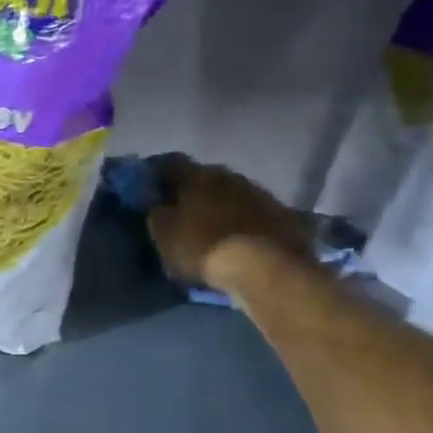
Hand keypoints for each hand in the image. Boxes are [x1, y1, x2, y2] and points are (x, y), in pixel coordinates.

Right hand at [147, 154, 314, 294]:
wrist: (266, 270)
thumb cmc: (203, 248)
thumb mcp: (164, 235)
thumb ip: (157, 213)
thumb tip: (157, 202)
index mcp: (198, 176)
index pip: (170, 163)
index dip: (156, 172)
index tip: (148, 186)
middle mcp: (230, 176)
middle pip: (205, 177)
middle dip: (191, 190)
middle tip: (180, 209)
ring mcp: (261, 194)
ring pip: (232, 193)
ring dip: (220, 205)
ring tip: (211, 226)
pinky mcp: (284, 216)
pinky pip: (255, 213)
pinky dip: (243, 221)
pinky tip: (238, 237)